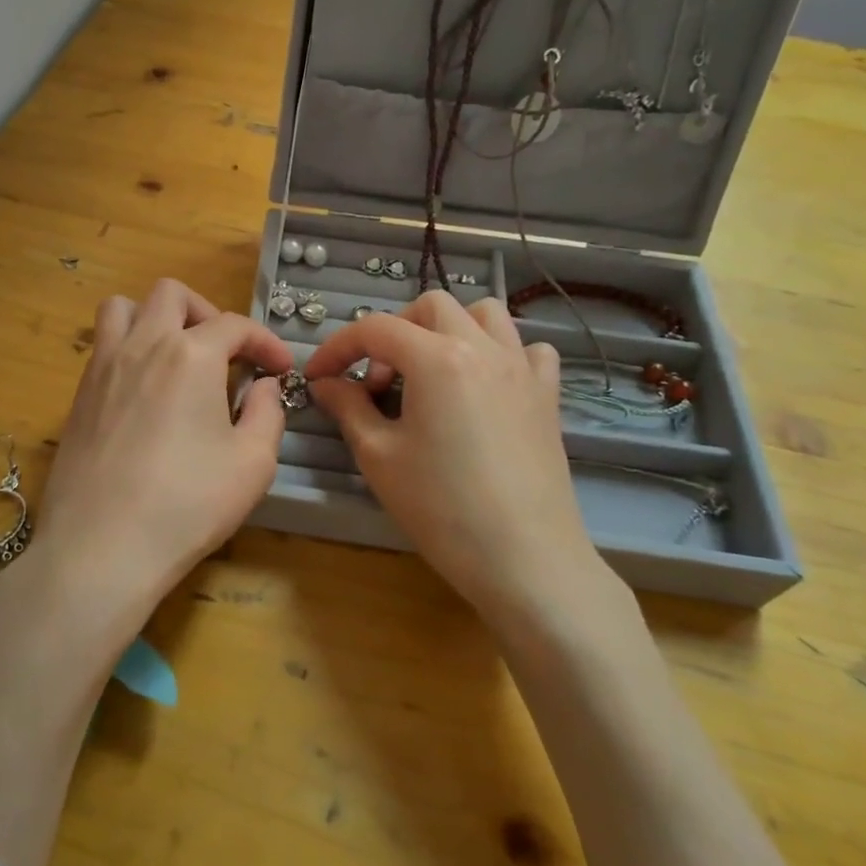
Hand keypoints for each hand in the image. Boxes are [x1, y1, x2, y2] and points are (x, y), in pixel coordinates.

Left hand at [12, 279, 292, 641]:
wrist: (101, 547)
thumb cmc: (187, 504)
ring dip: (155, 317)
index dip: (265, 342)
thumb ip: (268, 412)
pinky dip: (129, 348)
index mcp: (190, 355)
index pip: (235, 325)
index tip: (280, 369)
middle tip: (225, 354)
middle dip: (207, 313)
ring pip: (124, 308)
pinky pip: (103, 345)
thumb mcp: (253, 463)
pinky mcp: (79, 395)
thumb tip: (263, 385)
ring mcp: (103, 367)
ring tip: (176, 356)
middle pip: (172, 294)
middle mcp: (143, 345)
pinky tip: (145, 391)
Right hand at [303, 290, 627, 633]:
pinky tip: (486, 385)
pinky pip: (528, 349)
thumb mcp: (378, 456)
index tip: (317, 376)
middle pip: (430, 306)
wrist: (524, 559)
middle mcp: (482, 348)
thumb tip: (326, 383)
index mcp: (437, 358)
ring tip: (430, 371)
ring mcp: (521, 368)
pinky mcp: (547, 395)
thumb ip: (347, 407)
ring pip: (485, 314)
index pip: (375, 329)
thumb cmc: (441, 508)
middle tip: (378, 380)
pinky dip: (501, 352)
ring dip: (448, 329)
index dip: (338, 347)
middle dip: (394, 331)